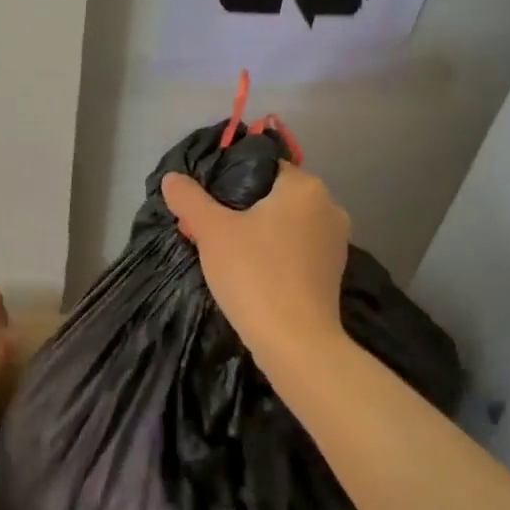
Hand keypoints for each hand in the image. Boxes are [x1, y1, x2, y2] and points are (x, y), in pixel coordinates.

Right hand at [162, 162, 349, 363]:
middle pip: (274, 196)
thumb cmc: (254, 275)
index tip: (206, 205)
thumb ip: (189, 198)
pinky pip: (296, 250)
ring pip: (285, 224)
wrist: (296, 343)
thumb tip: (172, 178)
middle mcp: (329, 206)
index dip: (229, 180)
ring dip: (258, 233)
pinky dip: (275, 254)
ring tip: (226, 254)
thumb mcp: (211, 231)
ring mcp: (336, 241)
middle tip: (209, 232)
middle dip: (241, 209)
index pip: (262, 166)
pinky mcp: (334, 272)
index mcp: (305, 186)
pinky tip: (252, 274)